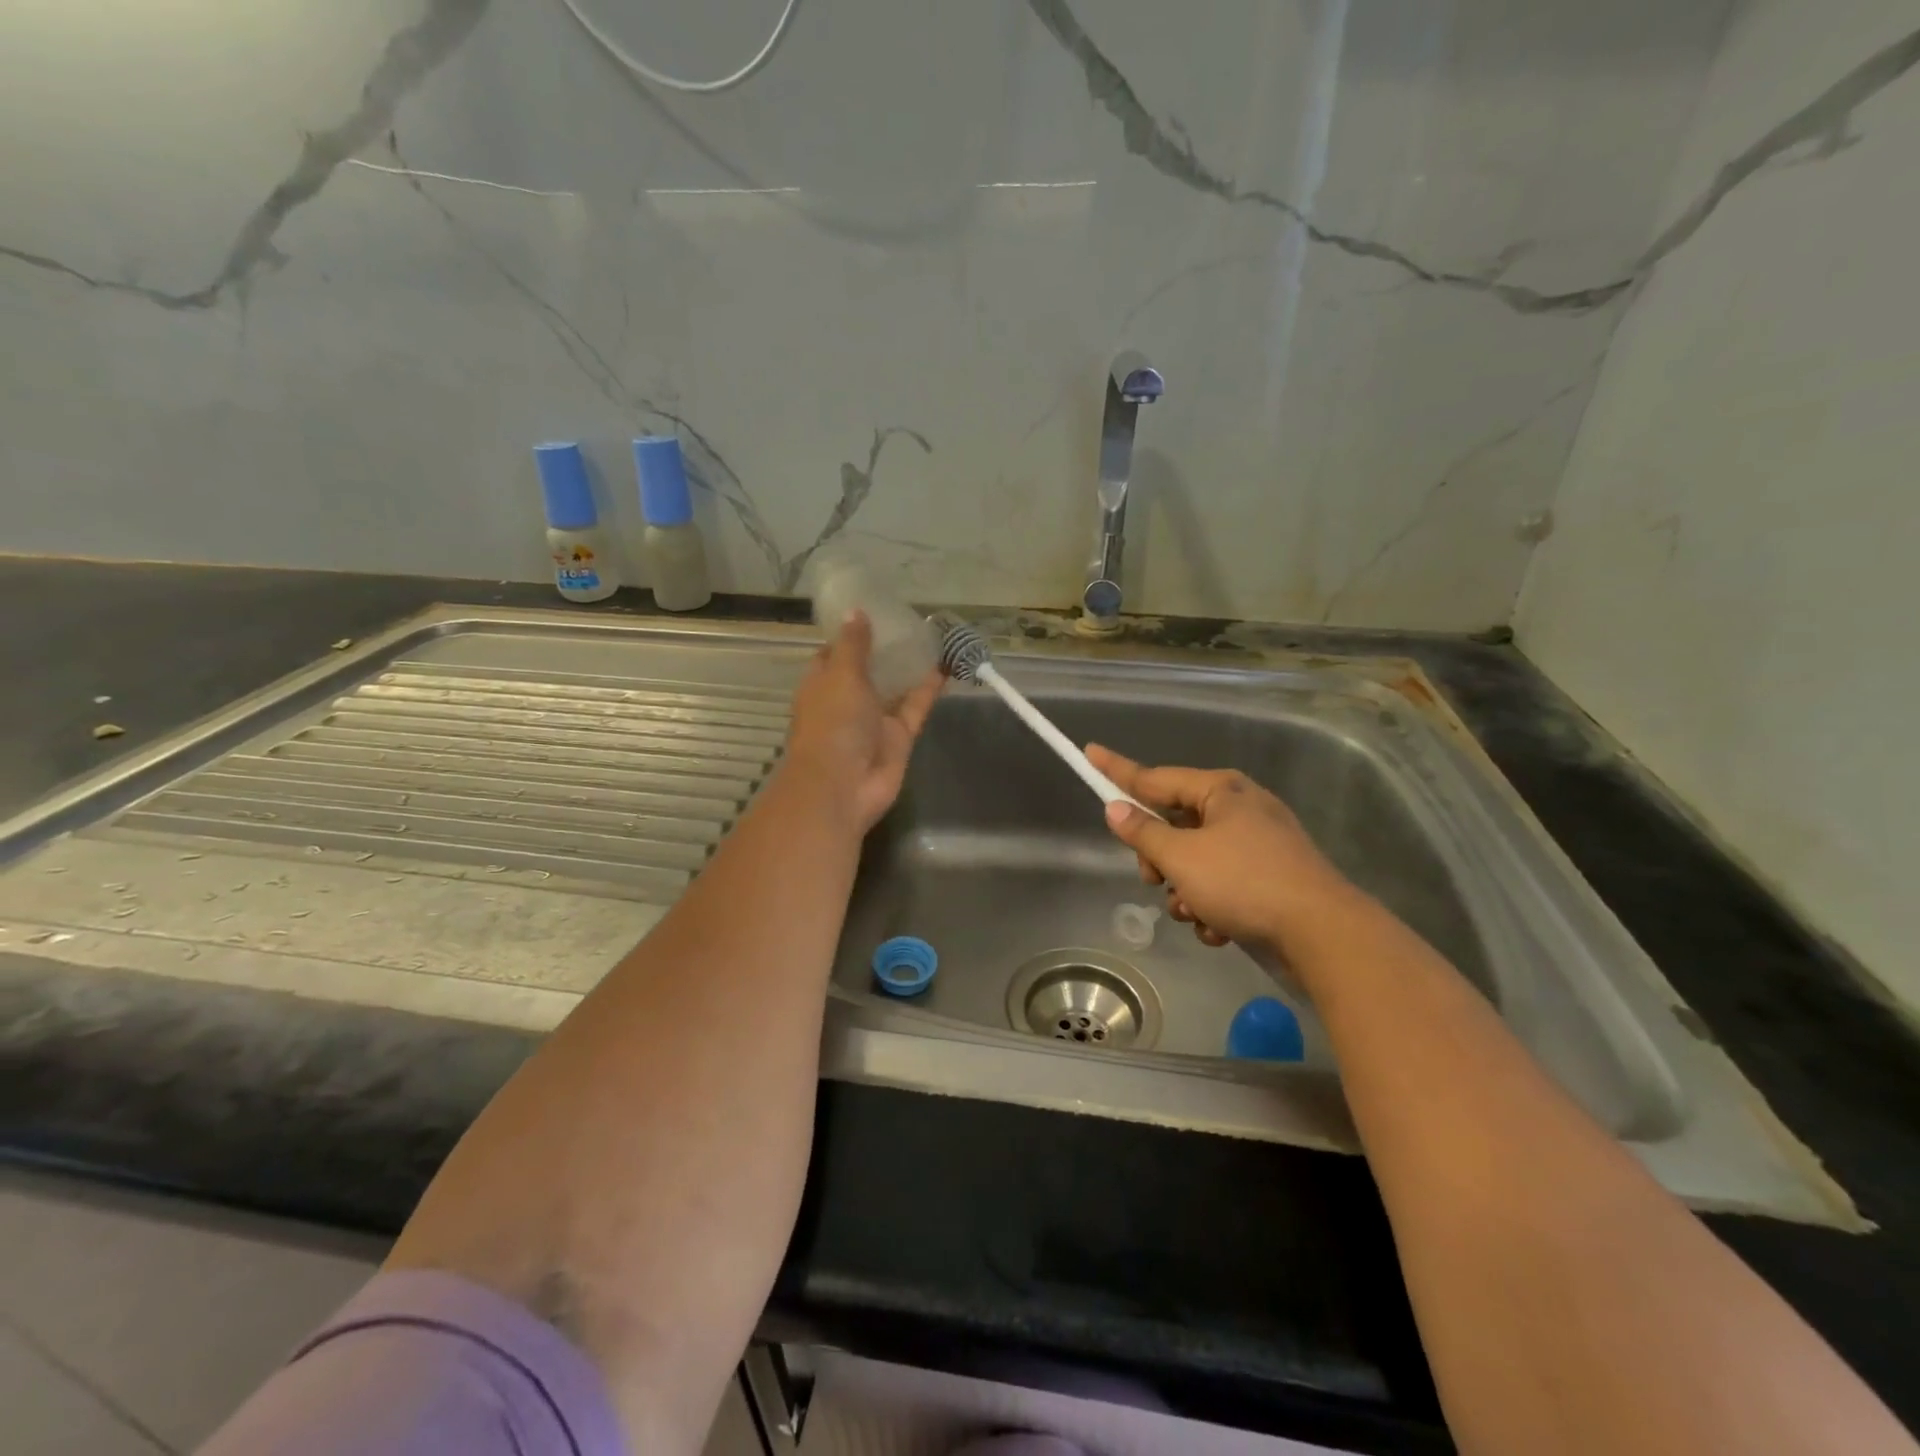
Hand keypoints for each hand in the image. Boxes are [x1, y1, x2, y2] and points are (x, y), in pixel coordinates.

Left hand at [784, 613, 943, 832]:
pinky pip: (915, 706)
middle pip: (868, 670)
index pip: (834, 654)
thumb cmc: (832, 724)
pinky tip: (946, 664)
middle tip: (911, 619)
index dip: (850, 634)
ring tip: (933, 636)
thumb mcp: (841, 675)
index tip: (873, 612)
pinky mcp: (898, 737)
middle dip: (886, 648)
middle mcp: (846, 701)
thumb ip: (853, 645)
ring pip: (894, 687)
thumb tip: (855, 611)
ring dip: (910, 666)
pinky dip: (929, 688)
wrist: (843, 786)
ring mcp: (874, 720)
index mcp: (822, 684)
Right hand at [1086, 744, 1356, 954]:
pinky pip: (1222, 885)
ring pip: (1195, 861)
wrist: (1321, 933)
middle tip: (1154, 880)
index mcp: (1220, 791)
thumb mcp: (1181, 857)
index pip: (1153, 777)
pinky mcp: (1269, 879)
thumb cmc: (1243, 882)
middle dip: (1159, 858)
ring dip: (1184, 891)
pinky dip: (1212, 906)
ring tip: (1194, 913)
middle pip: (1174, 825)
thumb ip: (1143, 832)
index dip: (1116, 770)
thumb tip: (1116, 808)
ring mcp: (1257, 845)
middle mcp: (1239, 810)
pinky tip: (1218, 929)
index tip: (1089, 752)